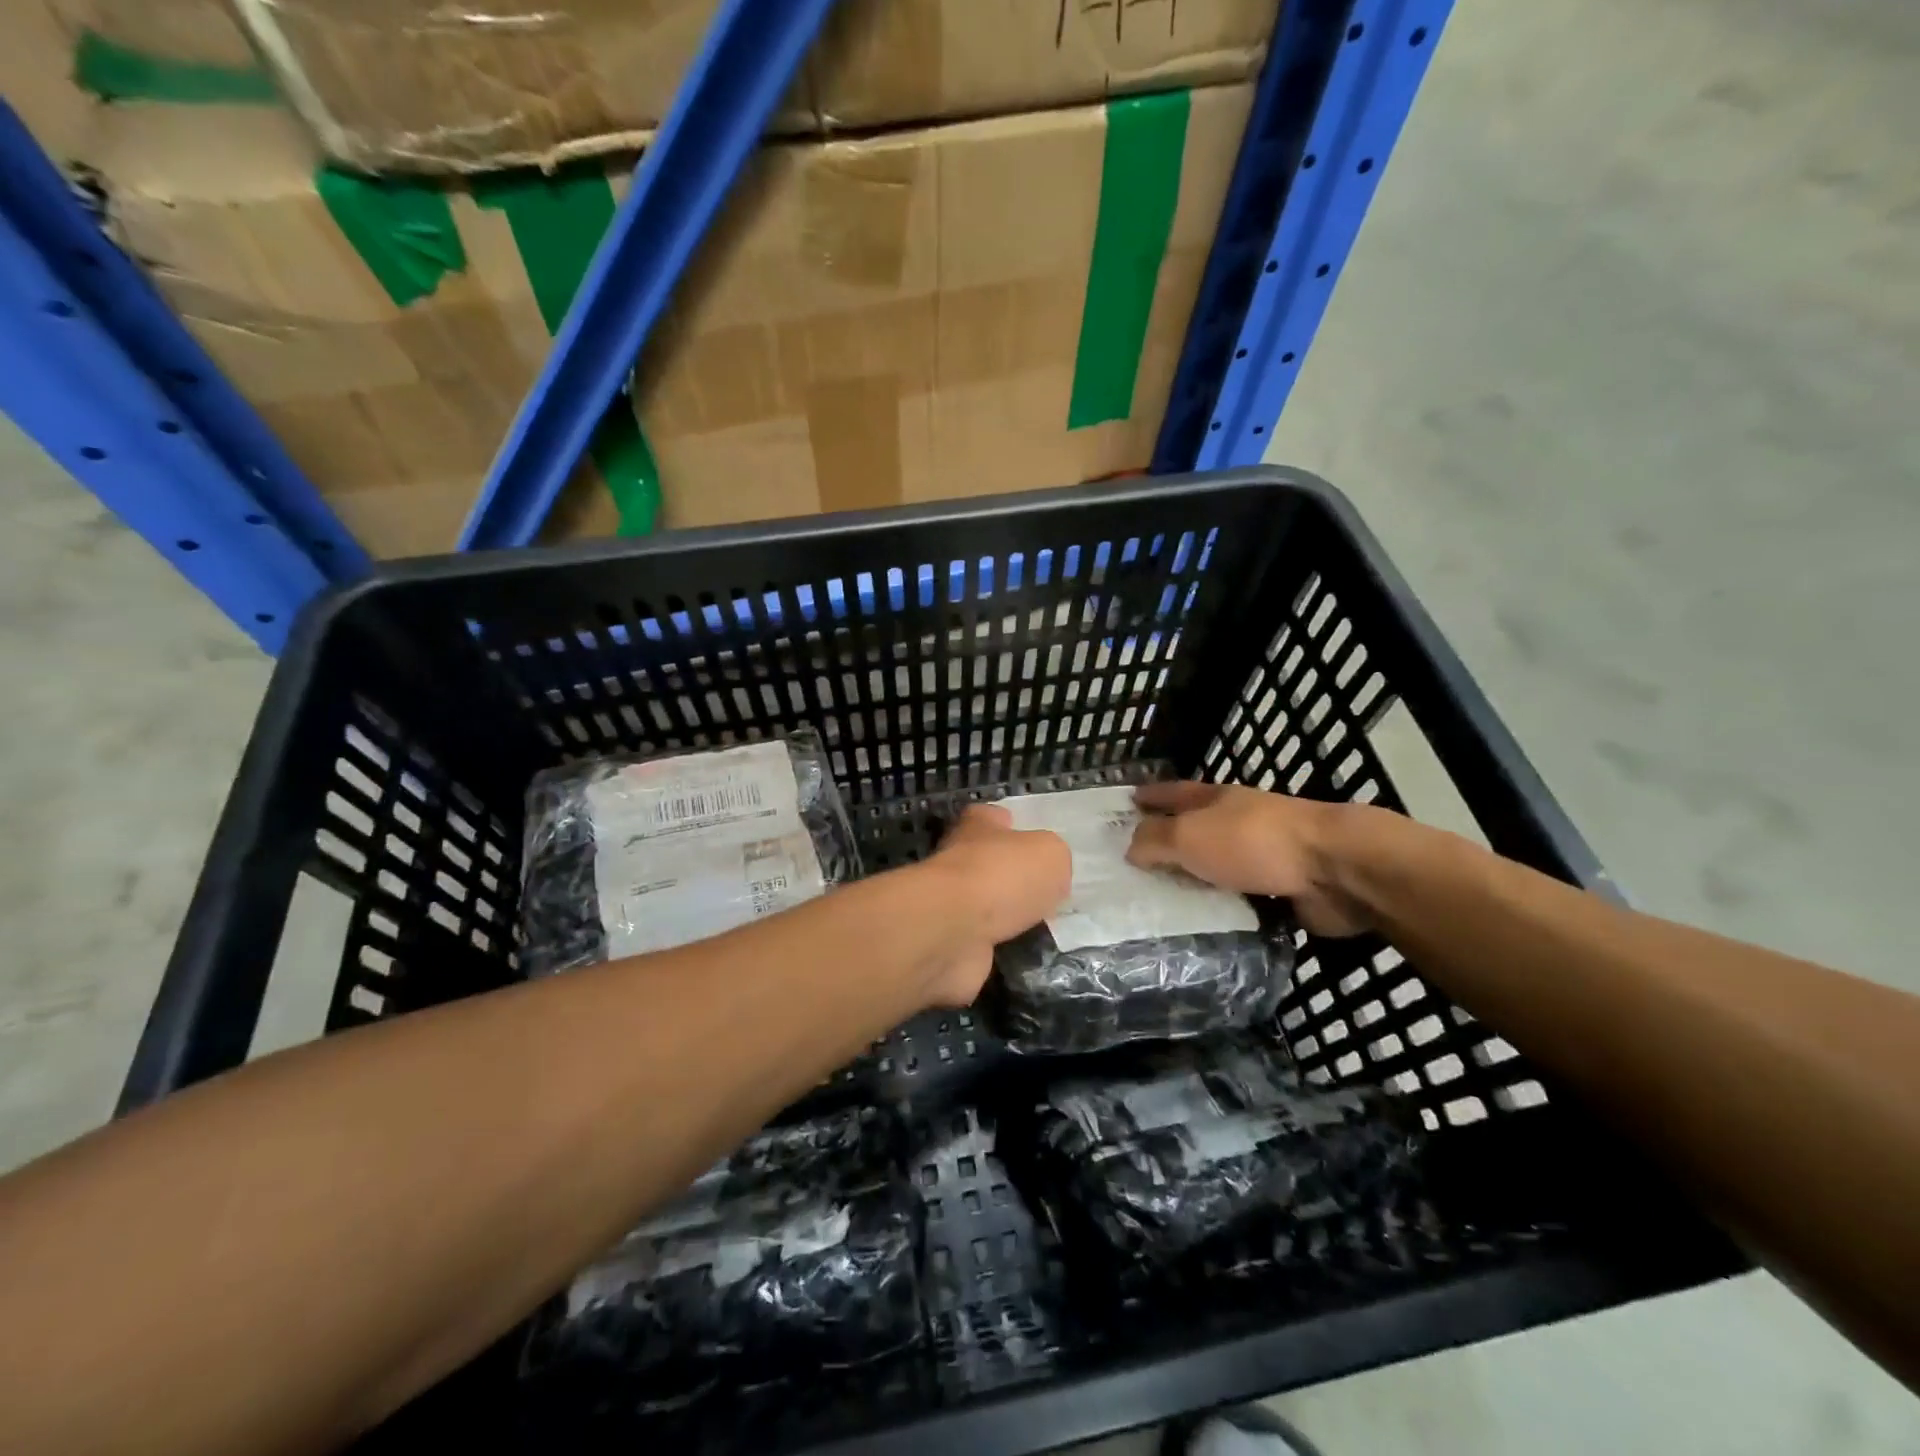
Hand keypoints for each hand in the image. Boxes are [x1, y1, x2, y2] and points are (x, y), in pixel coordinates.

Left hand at [916, 804, 1071, 1006]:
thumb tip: (1047, 876)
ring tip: (1040, 926)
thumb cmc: (1002, 876)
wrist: (953, 930)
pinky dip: (998, 947)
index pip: (992, 817)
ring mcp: (950, 903)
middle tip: (1047, 893)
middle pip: (988, 862)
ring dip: (1006, 915)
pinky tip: (1021, 952)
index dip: (1012, 826)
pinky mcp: (948, 941)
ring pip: (985, 905)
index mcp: (978, 826)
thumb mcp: (1050, 854)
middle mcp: (958, 859)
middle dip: (1012, 876)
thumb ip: (1053, 859)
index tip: (1032, 843)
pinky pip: (981, 941)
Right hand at [1126, 781, 1370, 936]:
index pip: (1174, 792)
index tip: (1128, 800)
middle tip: (1135, 861)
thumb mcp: (1190, 835)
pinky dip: (1223, 907)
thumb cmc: (1253, 842)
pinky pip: (1241, 898)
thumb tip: (1130, 846)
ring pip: (1218, 866)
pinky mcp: (1283, 889)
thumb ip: (1156, 840)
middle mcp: (1238, 822)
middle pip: (1196, 828)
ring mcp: (1264, 855)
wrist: (1334, 869)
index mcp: (1217, 800)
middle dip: (1169, 840)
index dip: (1151, 796)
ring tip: (1162, 899)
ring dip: (1196, 878)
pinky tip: (1204, 924)